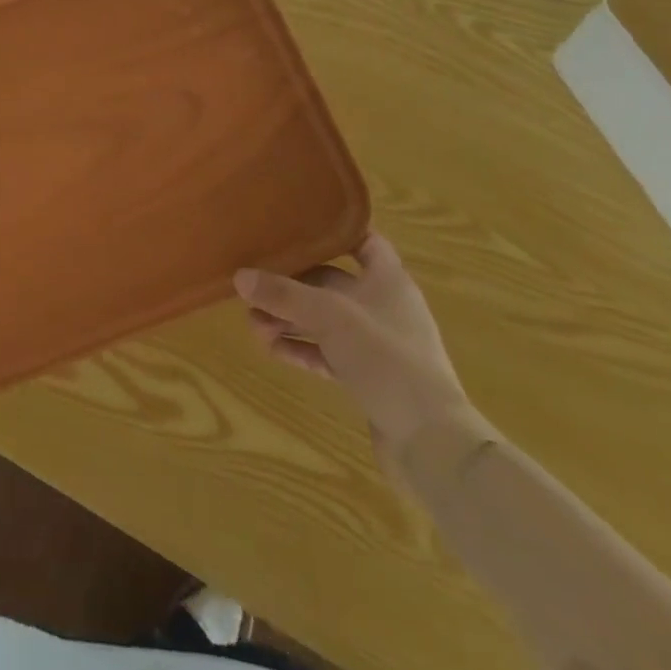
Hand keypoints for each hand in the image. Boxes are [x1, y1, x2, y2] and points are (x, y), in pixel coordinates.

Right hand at [235, 234, 479, 470]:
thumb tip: (239, 276)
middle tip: (254, 288)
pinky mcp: (368, 377)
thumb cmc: (386, 358)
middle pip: (330, 283)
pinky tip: (272, 349)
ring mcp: (377, 344)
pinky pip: (327, 353)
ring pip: (324, 321)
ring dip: (290, 320)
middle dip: (292, 286)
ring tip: (253, 325)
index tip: (294, 227)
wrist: (431, 442)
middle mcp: (383, 306)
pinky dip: (301, 349)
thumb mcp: (329, 316)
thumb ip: (284, 294)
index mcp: (388, 280)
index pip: (364, 241)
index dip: (333, 232)